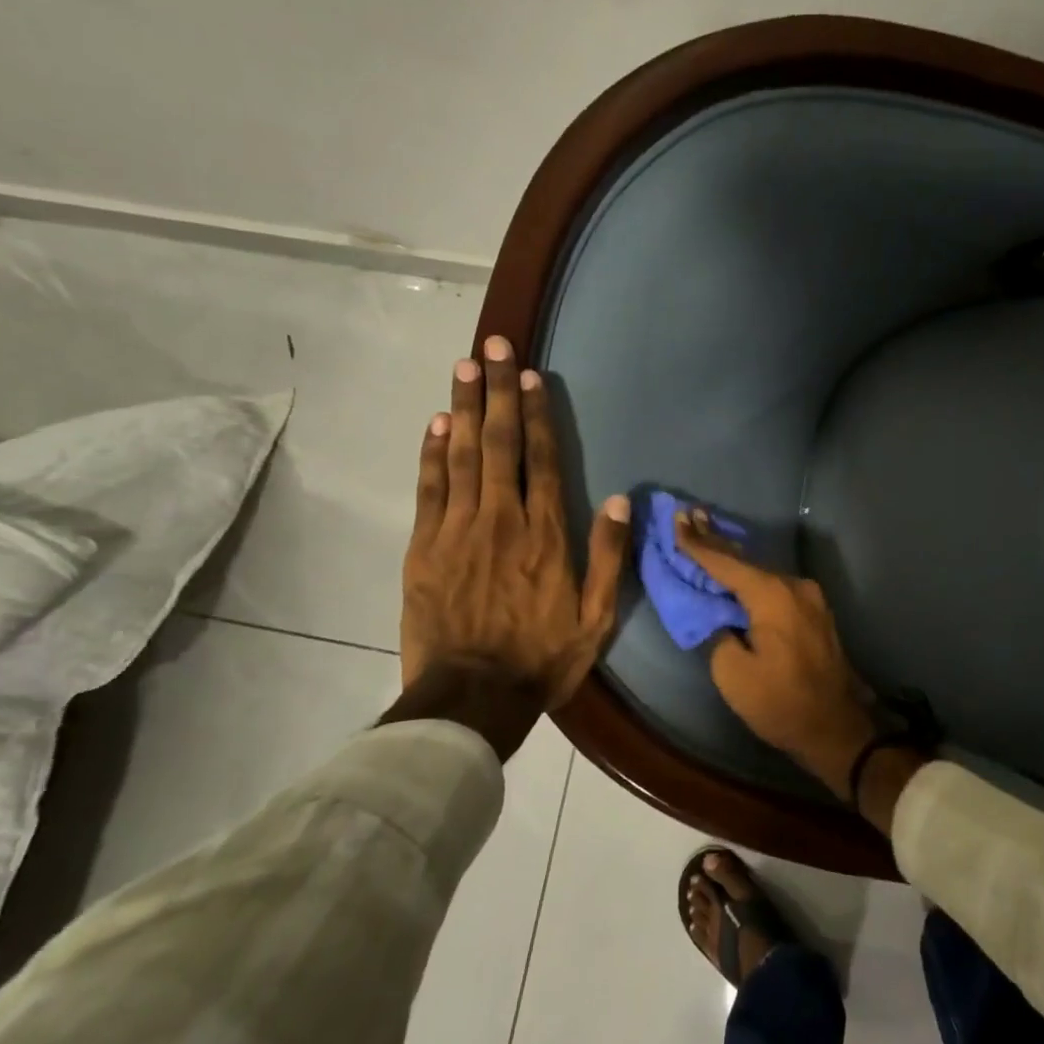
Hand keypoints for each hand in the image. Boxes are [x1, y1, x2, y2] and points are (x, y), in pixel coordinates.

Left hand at [392, 335, 629, 759]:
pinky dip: (433, 453)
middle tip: (492, 346)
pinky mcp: (424, 548)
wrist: (471, 698)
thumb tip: (619, 499)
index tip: (532, 375)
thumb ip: (608, 555)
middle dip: (498, 391)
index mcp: (545, 534)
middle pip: (500, 443)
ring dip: (465, 408)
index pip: (541, 459)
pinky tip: (437, 423)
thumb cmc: (542, 658)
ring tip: (465, 367)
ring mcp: (458, 530)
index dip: (538, 414)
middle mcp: (502, 519)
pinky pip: (430, 489)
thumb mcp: (596, 617)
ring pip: (463, 456)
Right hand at [674, 512, 879, 799]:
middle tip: (690, 515)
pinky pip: (776, 586)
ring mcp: (810, 597)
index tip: (677, 519)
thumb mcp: (733, 673)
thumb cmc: (781, 702)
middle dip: (716, 539)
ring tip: (707, 536)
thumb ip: (717, 633)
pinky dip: (752, 577)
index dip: (697, 543)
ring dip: (734, 559)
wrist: (837, 729)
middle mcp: (794, 586)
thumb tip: (717, 616)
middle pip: (746, 560)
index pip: (725, 562)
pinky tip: (738, 571)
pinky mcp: (815, 612)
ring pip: (762, 571)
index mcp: (772, 595)